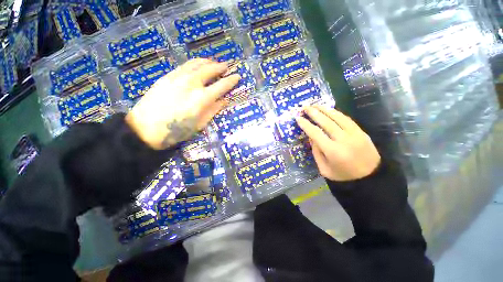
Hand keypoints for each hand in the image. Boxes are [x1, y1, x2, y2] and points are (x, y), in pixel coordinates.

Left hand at [125, 59, 239, 149]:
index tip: (237, 76)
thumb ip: (213, 110)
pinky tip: (198, 65)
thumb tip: (224, 101)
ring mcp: (178, 78)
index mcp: (201, 99)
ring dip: (208, 61)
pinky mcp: (167, 76)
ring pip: (196, 63)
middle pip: (209, 69)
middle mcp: (191, 84)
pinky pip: (184, 65)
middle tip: (227, 66)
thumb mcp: (199, 124)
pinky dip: (195, 63)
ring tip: (214, 62)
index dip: (231, 80)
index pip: (221, 85)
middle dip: (220, 67)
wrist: (145, 129)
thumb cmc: (176, 131)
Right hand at [295, 105, 380, 181]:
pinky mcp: (361, 132)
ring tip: (315, 105)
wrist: (371, 178)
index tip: (298, 118)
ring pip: (337, 117)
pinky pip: (347, 119)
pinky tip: (329, 110)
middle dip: (314, 113)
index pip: (315, 133)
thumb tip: (311, 137)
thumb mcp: (324, 169)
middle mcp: (343, 140)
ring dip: (325, 109)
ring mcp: (354, 134)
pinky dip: (336, 113)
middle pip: (326, 122)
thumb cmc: (343, 176)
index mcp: (333, 151)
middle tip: (305, 107)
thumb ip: (316, 152)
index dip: (306, 124)